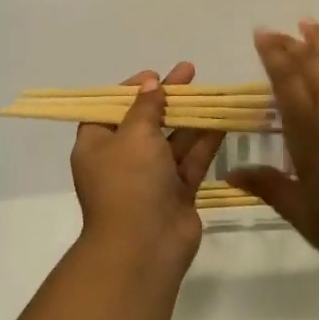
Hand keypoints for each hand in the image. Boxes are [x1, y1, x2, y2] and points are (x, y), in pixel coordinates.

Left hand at [71, 62, 223, 269]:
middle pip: (145, 121)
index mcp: (96, 145)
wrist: (144, 247)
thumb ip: (146, 106)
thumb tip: (151, 84)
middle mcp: (121, 160)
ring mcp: (150, 179)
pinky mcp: (177, 193)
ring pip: (172, 140)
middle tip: (190, 73)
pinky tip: (222, 119)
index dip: (131, 90)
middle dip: (167, 98)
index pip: (110, 109)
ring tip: (212, 91)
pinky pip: (190, 160)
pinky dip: (204, 141)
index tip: (154, 75)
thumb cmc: (129, 182)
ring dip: (190, 117)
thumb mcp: (134, 134)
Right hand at [229, 20, 318, 288]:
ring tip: (308, 24)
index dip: (273, 56)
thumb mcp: (307, 217)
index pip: (286, 82)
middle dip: (292, 44)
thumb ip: (270, 188)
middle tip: (276, 30)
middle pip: (312, 65)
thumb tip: (231, 174)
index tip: (261, 34)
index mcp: (310, 133)